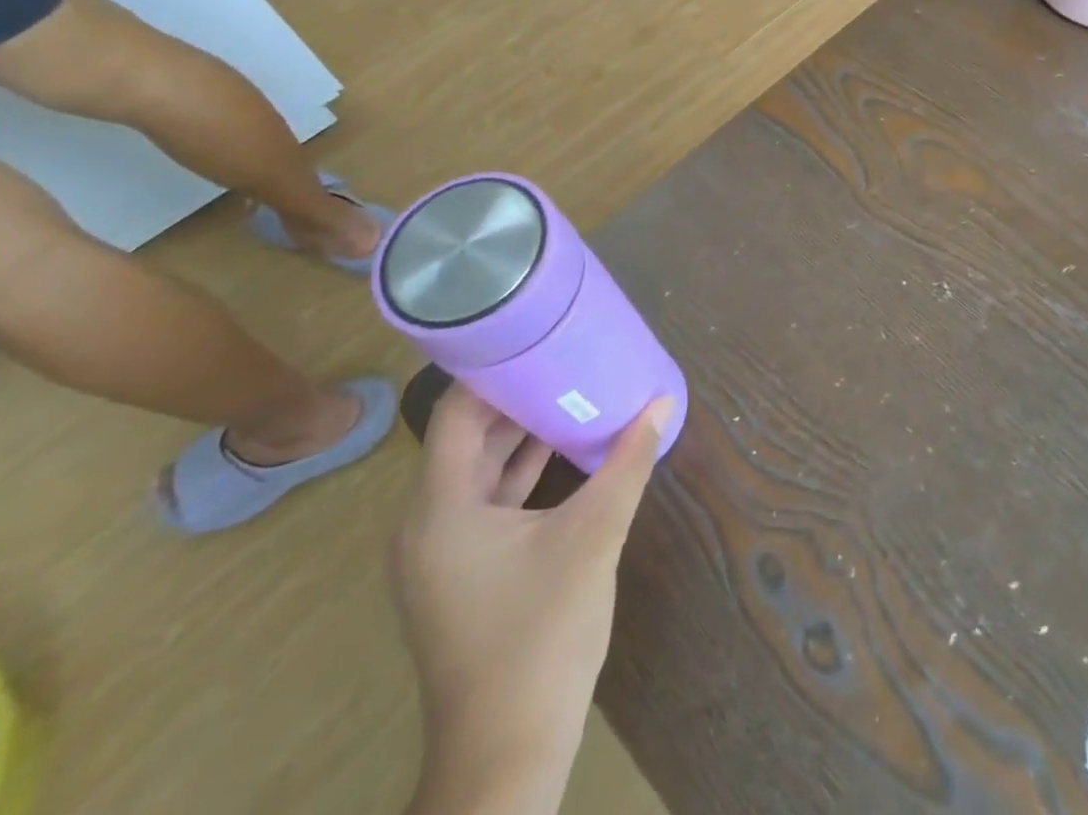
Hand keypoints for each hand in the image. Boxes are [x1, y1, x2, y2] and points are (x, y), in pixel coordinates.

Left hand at [393, 385, 672, 809]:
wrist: (507, 752)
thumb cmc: (541, 635)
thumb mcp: (594, 537)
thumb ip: (628, 464)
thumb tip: (660, 403)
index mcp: (440, 508)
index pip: (458, 412)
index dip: (493, 370)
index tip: (537, 335)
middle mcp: (427, 524)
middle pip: (467, 437)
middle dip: (516, 396)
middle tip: (565, 354)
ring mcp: (441, 553)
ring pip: (478, 470)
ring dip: (520, 433)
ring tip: (570, 389)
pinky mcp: (461, 573)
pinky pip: (486, 501)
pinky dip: (520, 472)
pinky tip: (564, 451)